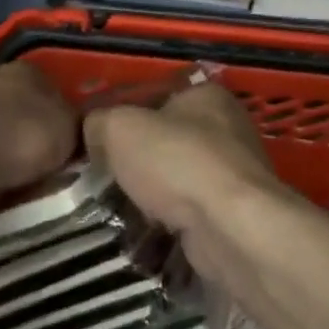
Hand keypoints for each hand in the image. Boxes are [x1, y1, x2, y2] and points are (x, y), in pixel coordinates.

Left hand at [0, 61, 78, 200]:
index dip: (68, 113)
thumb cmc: (19, 140)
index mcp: (29, 68)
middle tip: (53, 158)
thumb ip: (81, 124)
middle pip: (28, 103)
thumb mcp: (68, 131)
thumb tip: (85, 124)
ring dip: (12, 142)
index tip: (74, 139)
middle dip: (38, 127)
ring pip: (3, 122)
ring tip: (24, 173)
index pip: (58, 86)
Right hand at [84, 81, 283, 238]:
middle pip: (168, 140)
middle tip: (106, 179)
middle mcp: (228, 129)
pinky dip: (170, 222)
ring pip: (179, 179)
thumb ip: (99, 123)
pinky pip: (191, 212)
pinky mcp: (234, 213)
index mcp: (206, 96)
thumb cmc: (176, 162)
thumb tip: (94, 133)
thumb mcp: (118, 128)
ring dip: (153, 195)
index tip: (101, 142)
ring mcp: (235, 173)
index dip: (126, 116)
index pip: (158, 96)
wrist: (229, 226)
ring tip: (121, 210)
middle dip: (138, 162)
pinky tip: (148, 232)